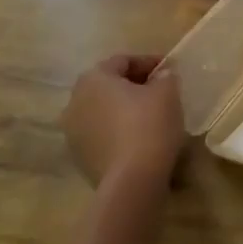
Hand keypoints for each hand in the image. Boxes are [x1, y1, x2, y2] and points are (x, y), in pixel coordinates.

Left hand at [62, 55, 185, 191]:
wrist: (132, 182)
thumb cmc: (149, 125)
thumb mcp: (167, 91)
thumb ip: (165, 76)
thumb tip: (161, 76)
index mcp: (93, 78)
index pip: (123, 61)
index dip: (149, 62)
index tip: (169, 70)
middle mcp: (75, 101)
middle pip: (109, 85)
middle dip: (134, 85)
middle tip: (160, 90)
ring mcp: (73, 133)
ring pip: (103, 111)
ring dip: (124, 109)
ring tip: (152, 116)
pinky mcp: (79, 159)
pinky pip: (102, 134)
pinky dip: (118, 131)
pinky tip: (140, 138)